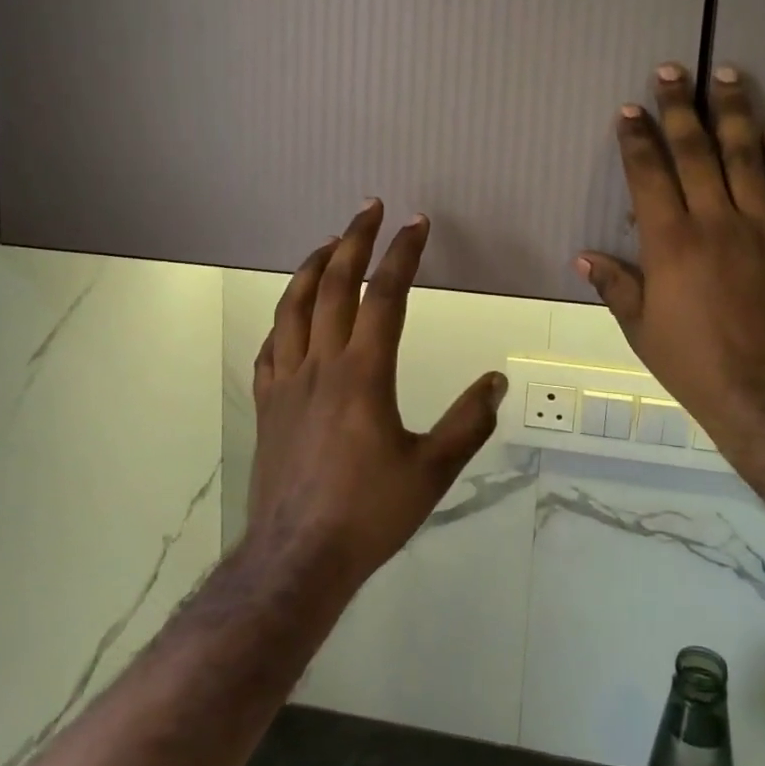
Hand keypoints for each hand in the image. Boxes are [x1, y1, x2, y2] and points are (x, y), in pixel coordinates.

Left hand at [246, 201, 506, 591]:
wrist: (297, 558)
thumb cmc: (369, 513)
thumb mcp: (432, 471)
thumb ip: (468, 423)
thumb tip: (496, 381)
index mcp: (364, 374)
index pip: (385, 296)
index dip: (402, 254)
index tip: (416, 223)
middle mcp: (321, 365)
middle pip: (333, 286)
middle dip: (353, 240)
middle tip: (370, 208)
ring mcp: (287, 382)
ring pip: (293, 307)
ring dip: (311, 267)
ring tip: (328, 242)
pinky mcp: (268, 404)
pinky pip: (271, 346)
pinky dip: (284, 317)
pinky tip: (291, 314)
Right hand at [576, 64, 764, 474]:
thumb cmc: (693, 363)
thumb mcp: (641, 329)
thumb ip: (615, 286)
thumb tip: (583, 257)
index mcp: (671, 242)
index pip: (649, 175)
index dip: (637, 139)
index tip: (629, 109)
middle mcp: (716, 222)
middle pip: (697, 152)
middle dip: (680, 107)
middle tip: (672, 69)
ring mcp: (762, 229)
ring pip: (748, 158)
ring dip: (735, 114)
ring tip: (729, 75)